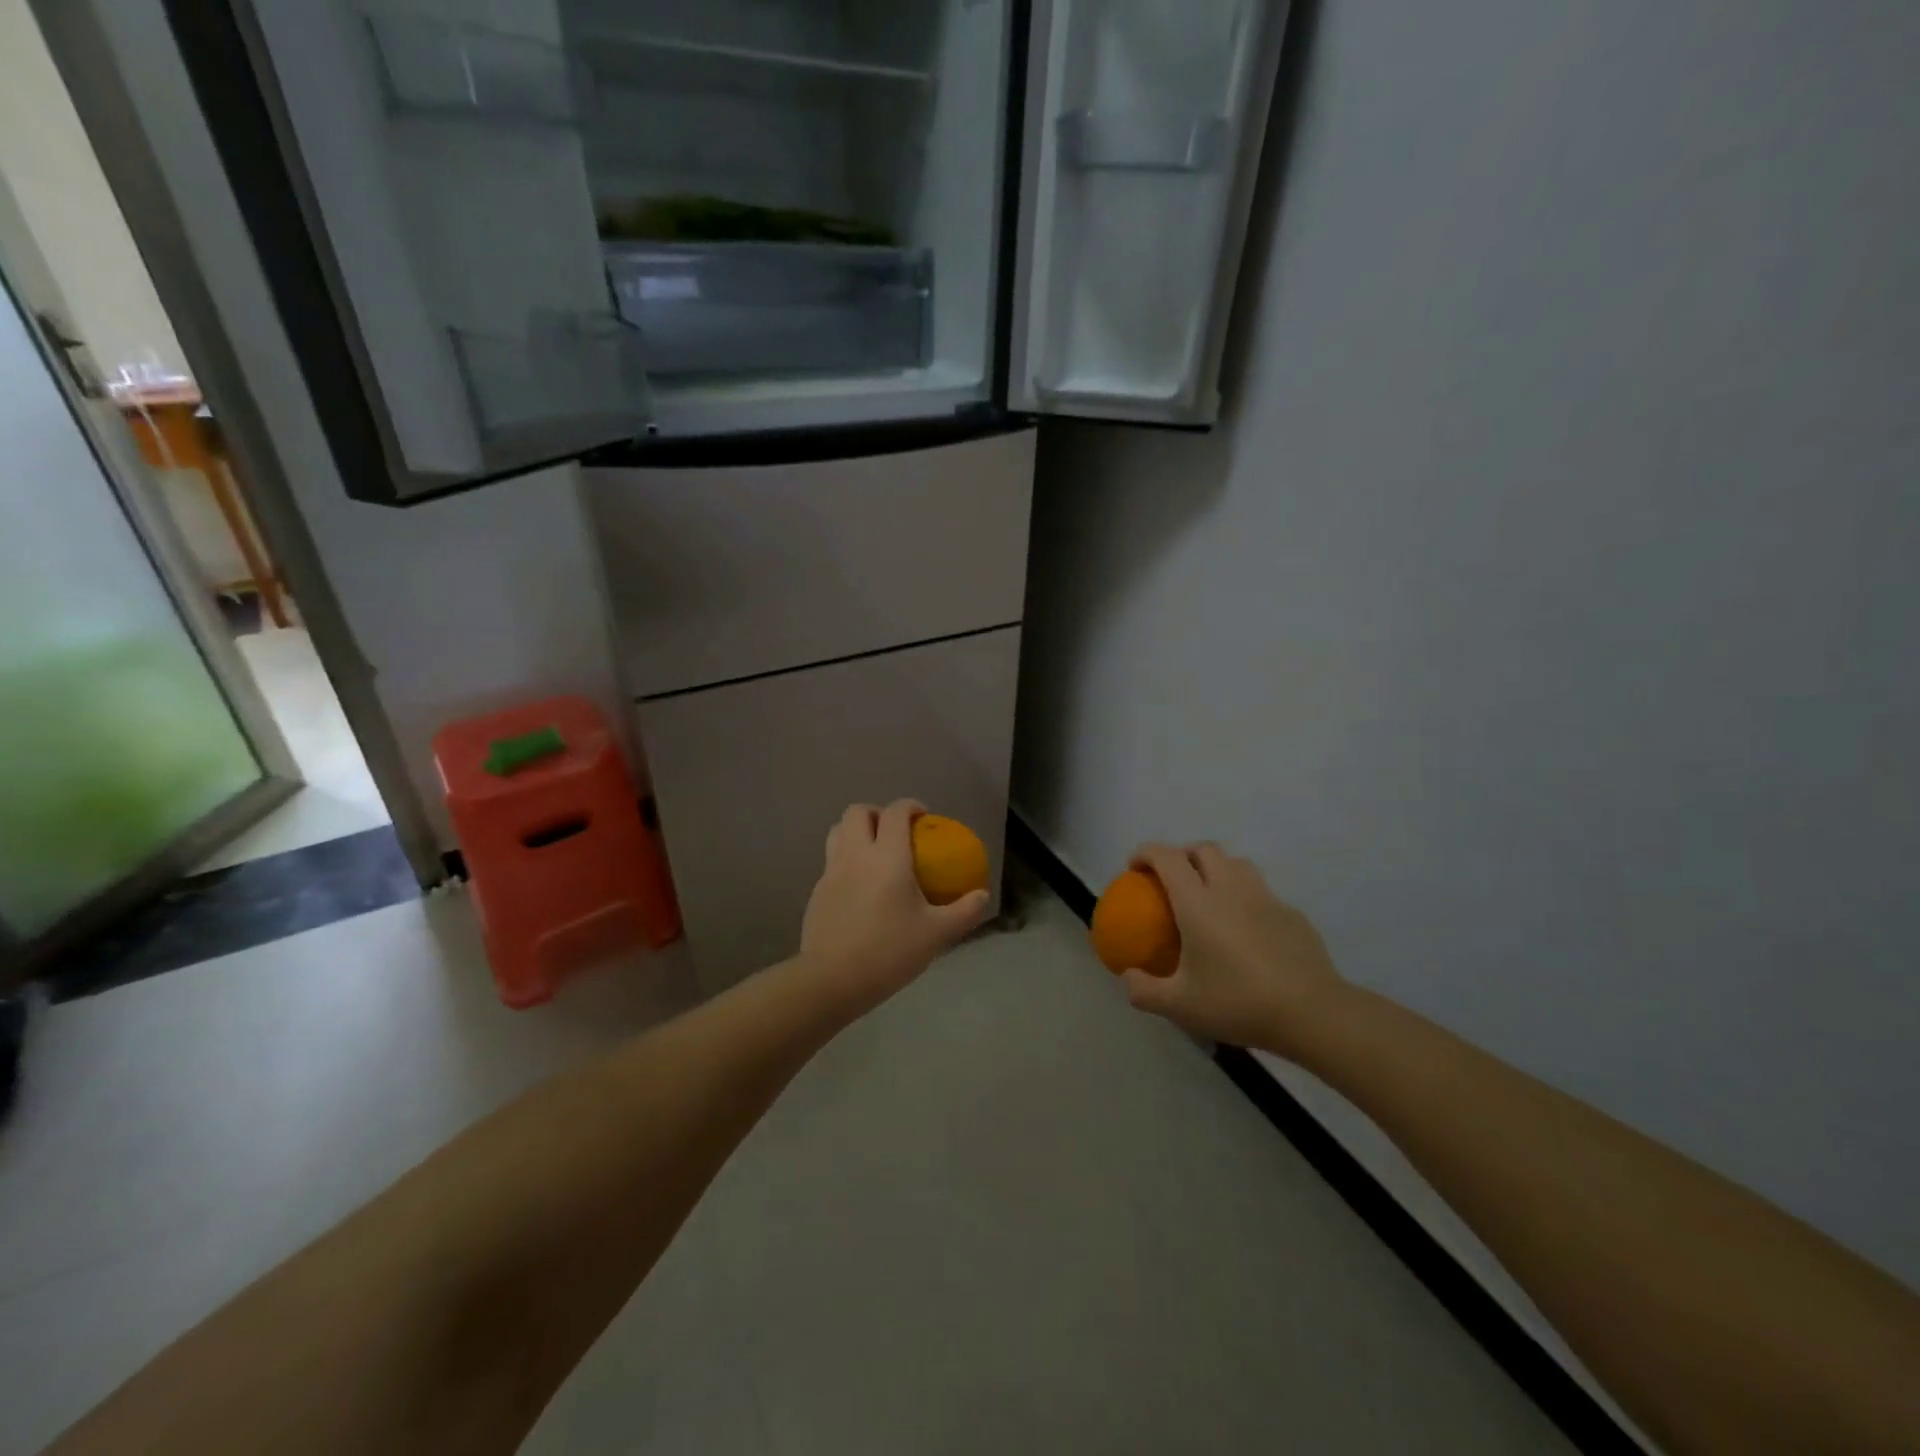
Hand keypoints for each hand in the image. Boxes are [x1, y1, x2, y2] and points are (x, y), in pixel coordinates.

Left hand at [798, 800, 990, 1016]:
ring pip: (837, 831)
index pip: (895, 812)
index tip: (924, 817)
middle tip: (896, 832)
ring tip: (874, 852)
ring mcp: (831, 871)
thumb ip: (964, 912)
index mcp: (887, 857)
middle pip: (858, 812)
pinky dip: (845, 859)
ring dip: (856, 831)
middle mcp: (855, 854)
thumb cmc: (889, 952)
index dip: (910, 806)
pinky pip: (830, 860)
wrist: (831, 981)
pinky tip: (859, 887)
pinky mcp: (816, 891)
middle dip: (878, 813)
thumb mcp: (937, 935)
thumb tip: (982, 895)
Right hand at [1122, 843, 1346, 1056]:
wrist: (1312, 1013)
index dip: (1146, 853)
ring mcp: (1266, 898)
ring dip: (1216, 868)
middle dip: (1182, 854)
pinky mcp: (1291, 914)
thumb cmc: (1238, 1003)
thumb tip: (1127, 977)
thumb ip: (1144, 990)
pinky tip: (1244, 929)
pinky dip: (1244, 897)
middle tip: (1170, 879)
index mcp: (1198, 902)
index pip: (1167, 857)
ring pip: (1236, 863)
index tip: (1134, 867)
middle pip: (1204, 849)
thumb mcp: (1180, 1006)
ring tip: (1208, 895)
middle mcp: (1231, 889)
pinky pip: (1261, 892)